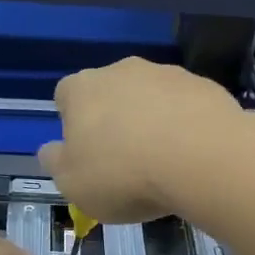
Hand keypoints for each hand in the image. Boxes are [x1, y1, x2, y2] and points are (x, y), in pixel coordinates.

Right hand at [38, 57, 241, 222]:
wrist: (202, 158)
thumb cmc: (124, 173)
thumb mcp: (73, 184)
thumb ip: (57, 163)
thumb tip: (51, 149)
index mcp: (82, 89)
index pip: (65, 95)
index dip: (72, 123)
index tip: (85, 152)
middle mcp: (122, 70)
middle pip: (110, 92)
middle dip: (114, 119)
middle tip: (124, 160)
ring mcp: (165, 73)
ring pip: (150, 95)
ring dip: (152, 119)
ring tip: (164, 161)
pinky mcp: (202, 84)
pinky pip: (185, 104)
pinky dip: (185, 123)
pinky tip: (193, 154)